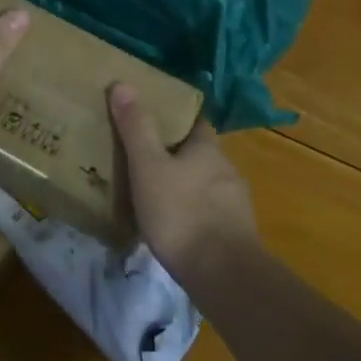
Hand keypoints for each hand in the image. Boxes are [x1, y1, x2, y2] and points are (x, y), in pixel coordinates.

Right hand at [109, 84, 256, 285]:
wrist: (225, 276)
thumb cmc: (182, 213)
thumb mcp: (148, 167)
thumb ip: (136, 128)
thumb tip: (122, 83)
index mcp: (208, 148)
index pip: (195, 122)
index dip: (176, 119)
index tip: (155, 120)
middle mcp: (227, 169)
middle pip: (201, 154)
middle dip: (178, 156)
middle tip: (147, 160)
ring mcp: (236, 205)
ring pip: (207, 186)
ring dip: (187, 188)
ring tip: (158, 197)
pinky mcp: (238, 236)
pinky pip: (212, 215)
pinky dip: (195, 216)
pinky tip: (177, 230)